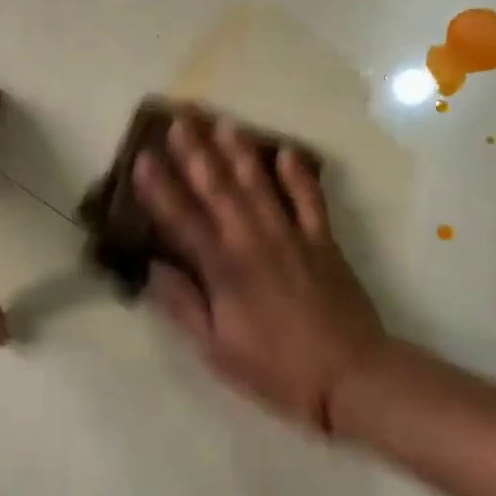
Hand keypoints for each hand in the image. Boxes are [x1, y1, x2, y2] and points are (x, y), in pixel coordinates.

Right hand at [133, 116, 386, 430]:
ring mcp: (292, 237)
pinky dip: (298, 175)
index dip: (160, 188)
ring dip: (239, 152)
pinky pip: (309, 200)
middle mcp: (253, 242)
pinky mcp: (323, 241)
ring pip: (260, 185)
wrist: (351, 376)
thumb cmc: (276, 369)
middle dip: (196, 153)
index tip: (143, 157)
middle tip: (180, 119)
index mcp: (224, 270)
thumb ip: (183, 306)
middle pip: (219, 189)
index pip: (183, 220)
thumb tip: (153, 269)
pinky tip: (286, 151)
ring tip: (224, 122)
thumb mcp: (216, 350)